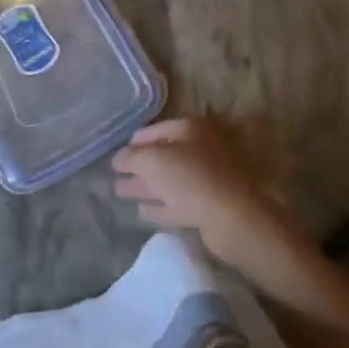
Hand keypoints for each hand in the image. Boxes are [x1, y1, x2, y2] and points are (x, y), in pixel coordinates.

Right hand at [113, 118, 299, 269]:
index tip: (118, 151)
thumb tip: (118, 158)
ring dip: (146, 187)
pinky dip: (160, 206)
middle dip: (138, 165)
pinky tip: (142, 211)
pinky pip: (178, 203)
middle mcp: (201, 151)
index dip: (136, 140)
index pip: (157, 129)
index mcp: (191, 130)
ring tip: (120, 192)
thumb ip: (131, 157)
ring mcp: (207, 180)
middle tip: (115, 174)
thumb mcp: (153, 160)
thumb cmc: (191, 177)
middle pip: (164, 156)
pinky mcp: (210, 208)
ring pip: (169, 181)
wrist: (233, 218)